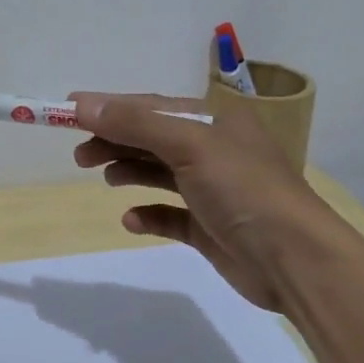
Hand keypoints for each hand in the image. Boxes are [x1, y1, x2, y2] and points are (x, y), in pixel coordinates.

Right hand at [70, 93, 332, 311]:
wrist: (295, 259)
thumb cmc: (243, 189)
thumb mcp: (189, 144)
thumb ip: (136, 123)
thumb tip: (83, 103)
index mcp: (214, 120)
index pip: (151, 106)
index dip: (110, 107)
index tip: (68, 112)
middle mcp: (213, 149)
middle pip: (152, 138)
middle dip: (115, 141)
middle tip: (80, 156)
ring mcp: (212, 190)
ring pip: (159, 173)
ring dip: (129, 171)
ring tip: (105, 178)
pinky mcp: (210, 227)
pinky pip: (170, 215)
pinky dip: (148, 214)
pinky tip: (131, 220)